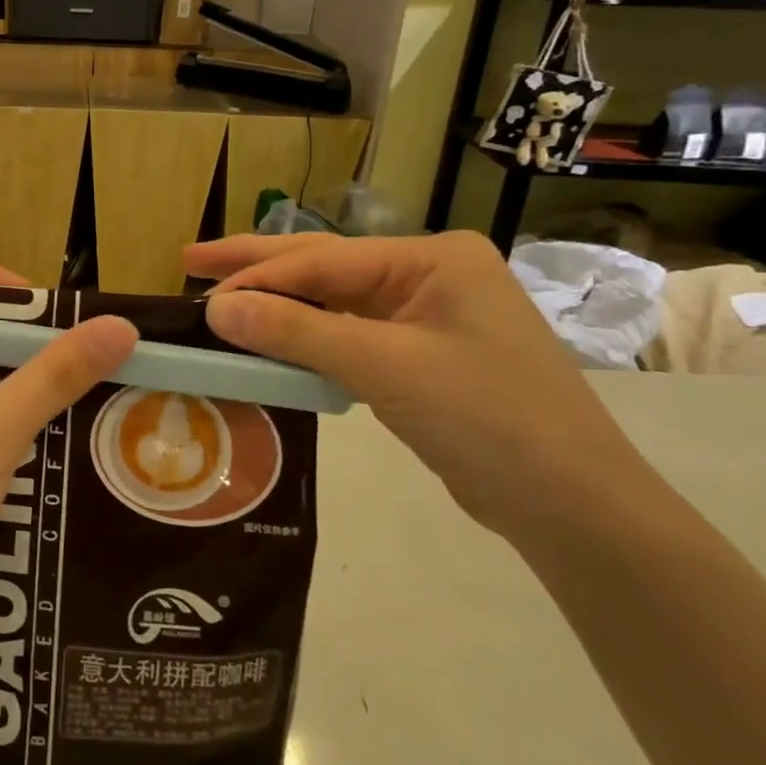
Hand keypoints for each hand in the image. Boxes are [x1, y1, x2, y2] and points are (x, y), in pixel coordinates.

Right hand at [186, 232, 646, 538]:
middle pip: (326, 268)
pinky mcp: (420, 358)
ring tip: (220, 297)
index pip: (324, 261)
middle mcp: (428, 276)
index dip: (258, 276)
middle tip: (193, 258)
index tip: (201, 294)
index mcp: (432, 259)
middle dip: (258, 266)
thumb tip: (216, 310)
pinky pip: (349, 337)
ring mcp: (426, 317)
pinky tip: (271, 339)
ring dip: (279, 306)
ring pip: (334, 304)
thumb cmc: (488, 417)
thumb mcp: (385, 368)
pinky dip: (307, 340)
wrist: (573, 506)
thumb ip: (297, 334)